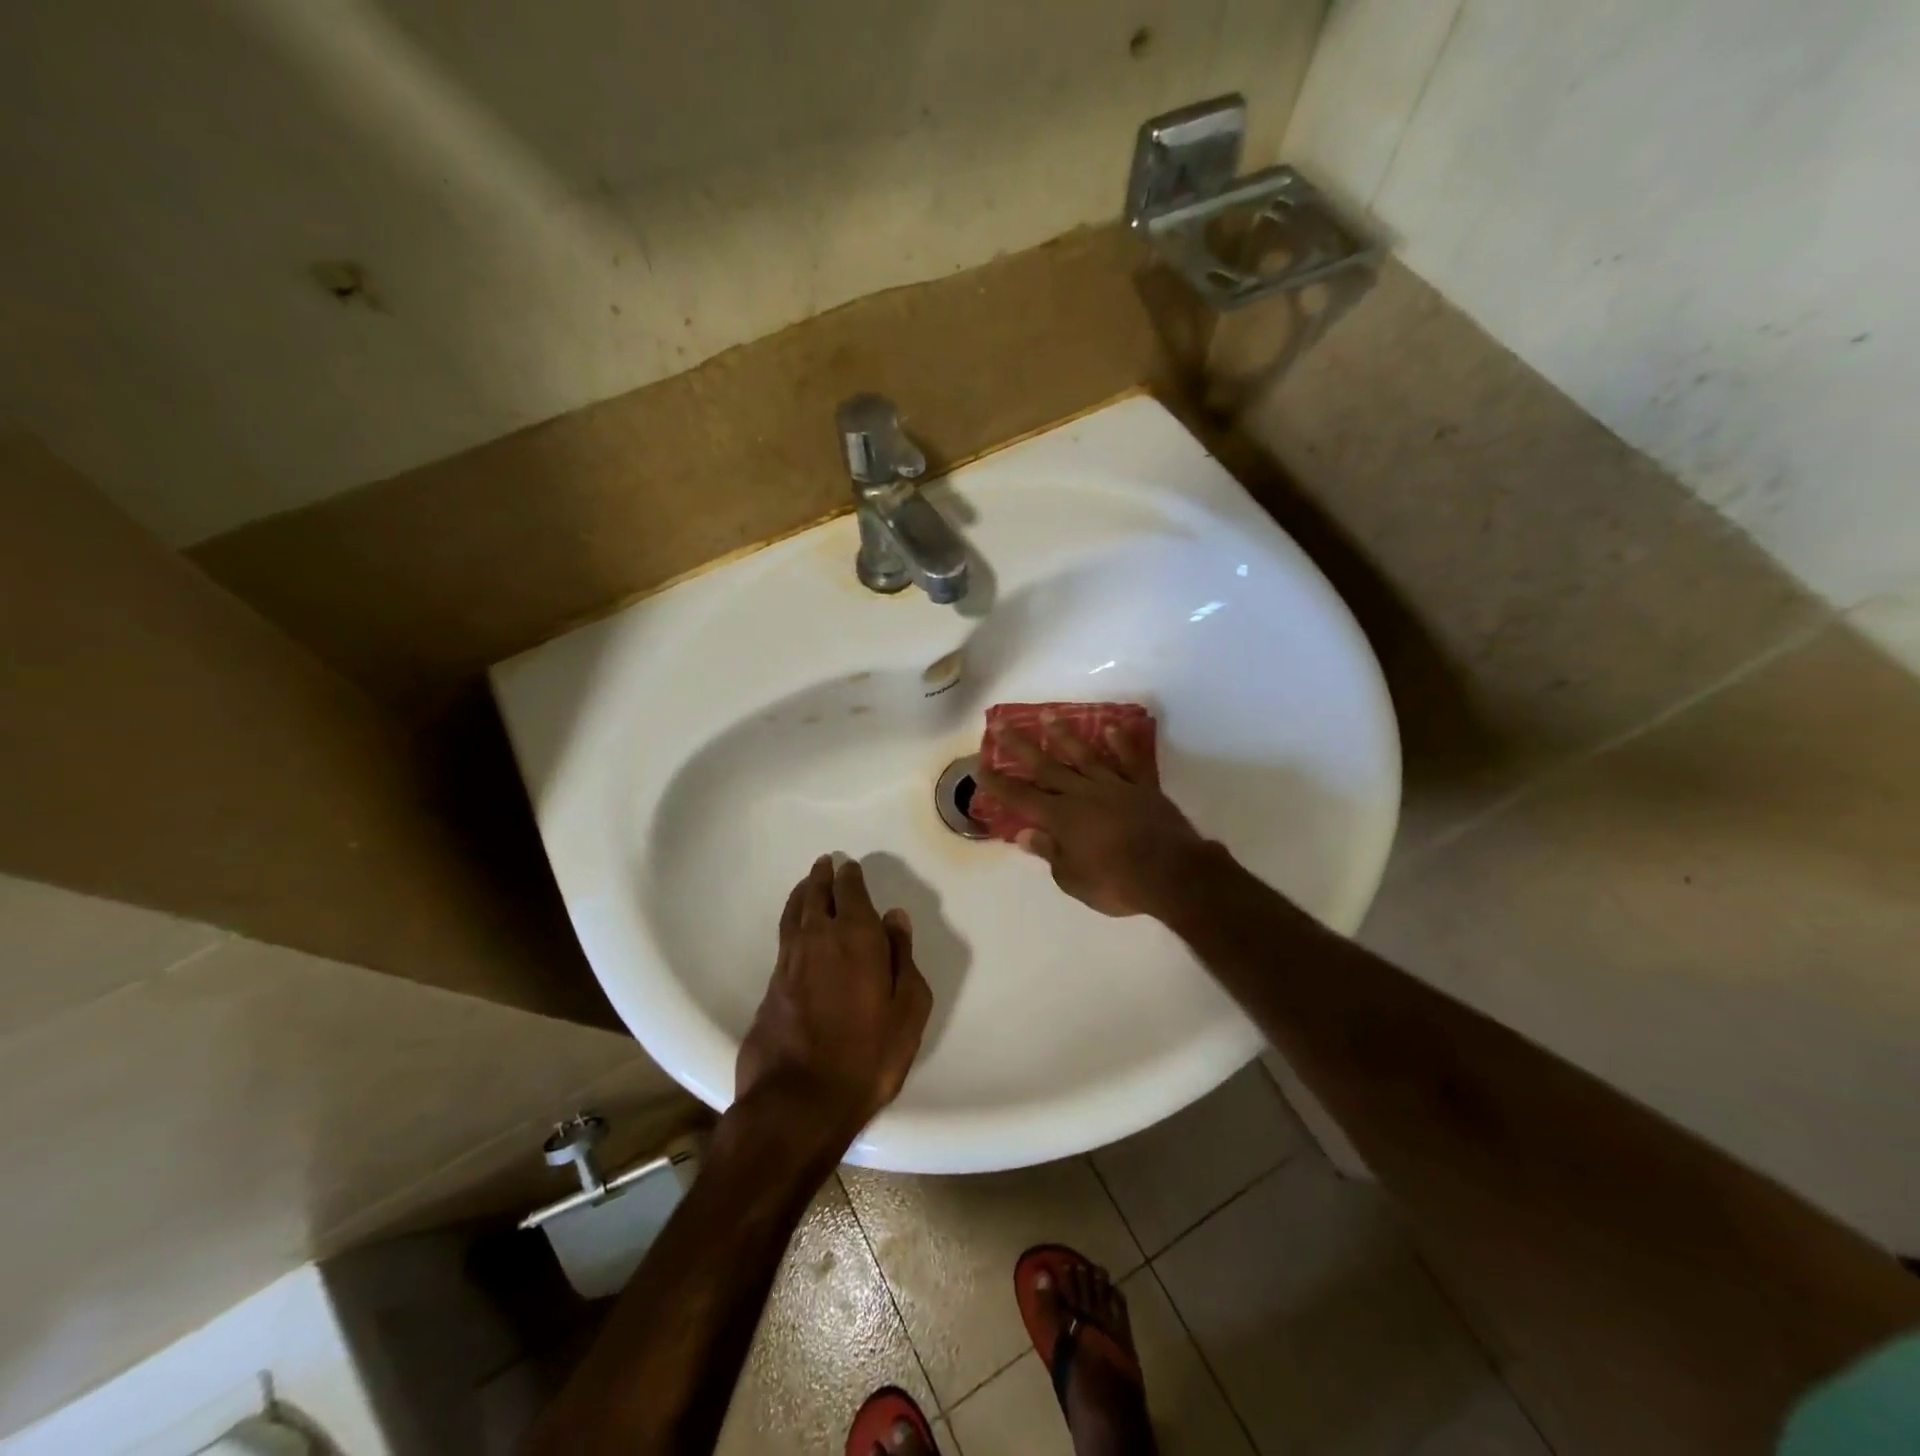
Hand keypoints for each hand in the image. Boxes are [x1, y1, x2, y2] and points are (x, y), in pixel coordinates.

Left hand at [735, 856, 932, 1144]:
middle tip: (826, 864)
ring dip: (803, 894)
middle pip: (816, 895)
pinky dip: (792, 920)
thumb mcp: (907, 1010)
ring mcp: (790, 961)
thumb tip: (895, 918)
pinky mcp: (771, 986)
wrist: (799, 1101)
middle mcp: (818, 939)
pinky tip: (797, 927)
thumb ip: (903, 958)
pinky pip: (785, 937)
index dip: (850, 877)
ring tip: (808, 883)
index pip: (850, 893)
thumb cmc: (867, 1056)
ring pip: (795, 913)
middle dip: (823, 877)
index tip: (849, 866)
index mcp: (856, 937)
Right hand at [975, 716, 1214, 917]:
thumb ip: (1049, 852)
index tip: (980, 766)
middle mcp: (1082, 794)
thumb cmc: (1117, 883)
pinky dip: (1121, 743)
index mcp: (1061, 818)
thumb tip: (1024, 834)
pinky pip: (1130, 761)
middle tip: (1000, 724)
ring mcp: (1114, 786)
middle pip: (1046, 767)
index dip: (999, 784)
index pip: (1021, 798)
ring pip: (1084, 755)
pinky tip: (1111, 728)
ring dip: (1065, 735)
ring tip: (1049, 714)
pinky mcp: (1143, 788)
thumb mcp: (1073, 879)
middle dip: (1020, 746)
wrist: (1172, 874)